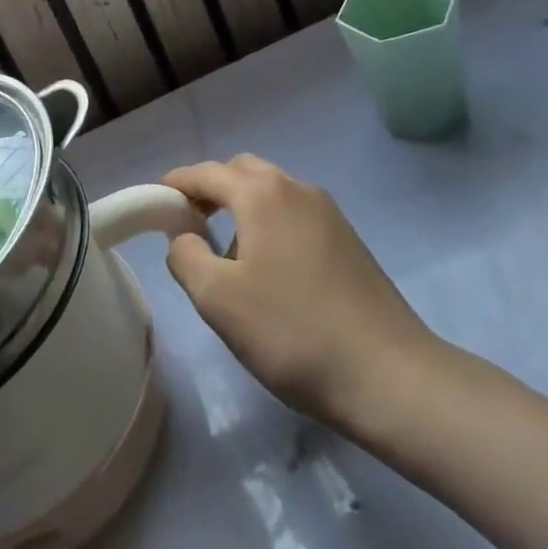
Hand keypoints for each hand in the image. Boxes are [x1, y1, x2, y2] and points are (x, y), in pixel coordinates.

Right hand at [164, 155, 443, 444]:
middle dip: (211, 189)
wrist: (392, 377)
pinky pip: (294, 215)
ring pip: (271, 193)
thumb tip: (185, 238)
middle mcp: (296, 188)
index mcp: (262, 194)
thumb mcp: (218, 299)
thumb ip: (186, 257)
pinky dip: (270, 224)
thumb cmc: (293, 333)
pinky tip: (270, 272)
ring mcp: (328, 213)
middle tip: (190, 225)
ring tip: (228, 256)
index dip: (176, 184)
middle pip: (241, 171)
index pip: (205, 173)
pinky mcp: (348, 240)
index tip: (155, 204)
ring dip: (242, 208)